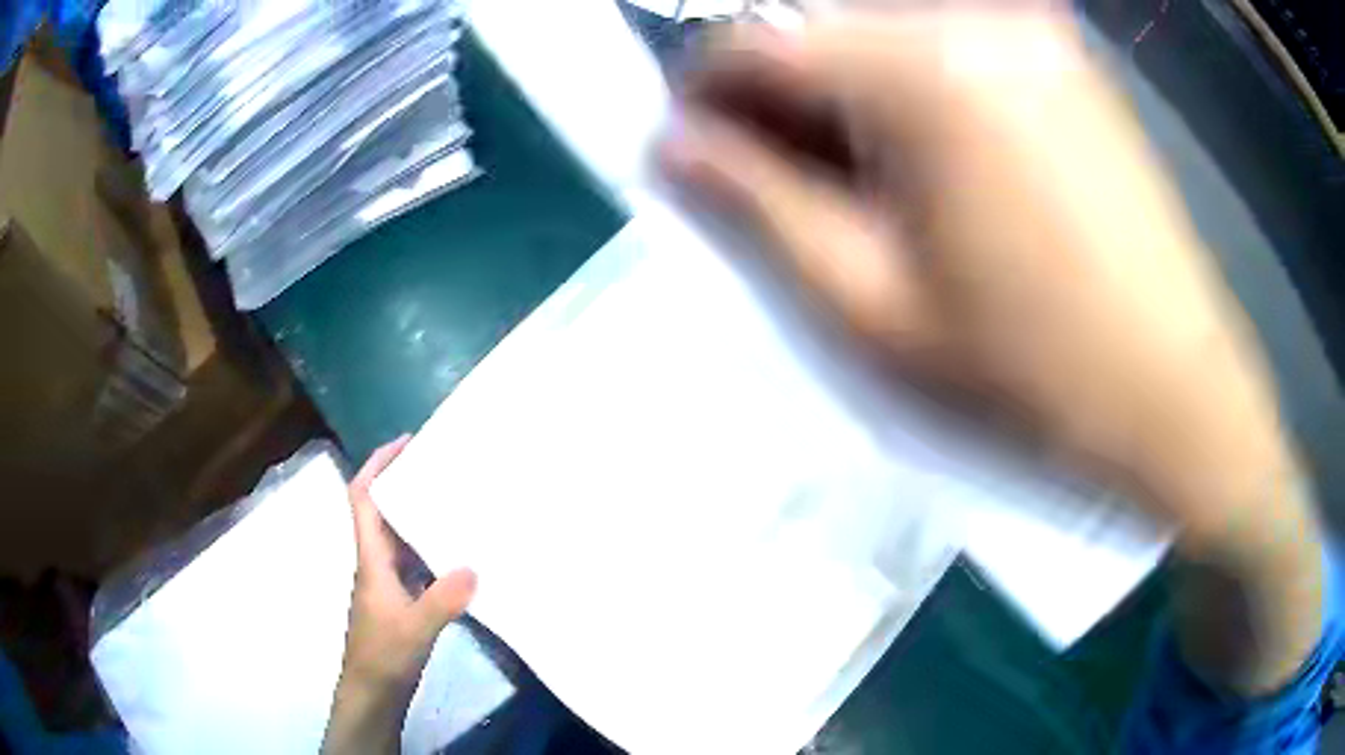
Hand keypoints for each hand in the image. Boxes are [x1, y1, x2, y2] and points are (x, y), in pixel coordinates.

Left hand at [323, 436, 476, 753]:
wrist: (373, 692)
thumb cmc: (383, 656)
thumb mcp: (415, 628)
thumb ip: (442, 599)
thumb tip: (473, 567)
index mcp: (371, 559)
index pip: (363, 498)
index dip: (377, 464)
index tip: (405, 443)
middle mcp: (376, 562)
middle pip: (382, 510)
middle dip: (405, 483)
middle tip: (443, 467)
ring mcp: (387, 582)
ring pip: (400, 537)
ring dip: (420, 516)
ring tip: (457, 503)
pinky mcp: (400, 600)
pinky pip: (415, 562)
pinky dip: (432, 550)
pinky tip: (460, 556)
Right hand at [660, 12, 1319, 691]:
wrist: (1178, 401)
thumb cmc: (1033, 377)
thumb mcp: (873, 310)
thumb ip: (757, 206)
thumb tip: (670, 144)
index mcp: (921, 67)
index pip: (755, 40)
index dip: (707, 97)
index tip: (702, 156)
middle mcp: (974, 17)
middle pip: (824, 29)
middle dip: (784, 101)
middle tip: (789, 188)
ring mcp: (1030, 31)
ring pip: (886, 36)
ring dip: (848, 99)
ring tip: (868, 191)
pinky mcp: (1066, 61)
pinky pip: (952, 49)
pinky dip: (914, 95)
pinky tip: (938, 172)